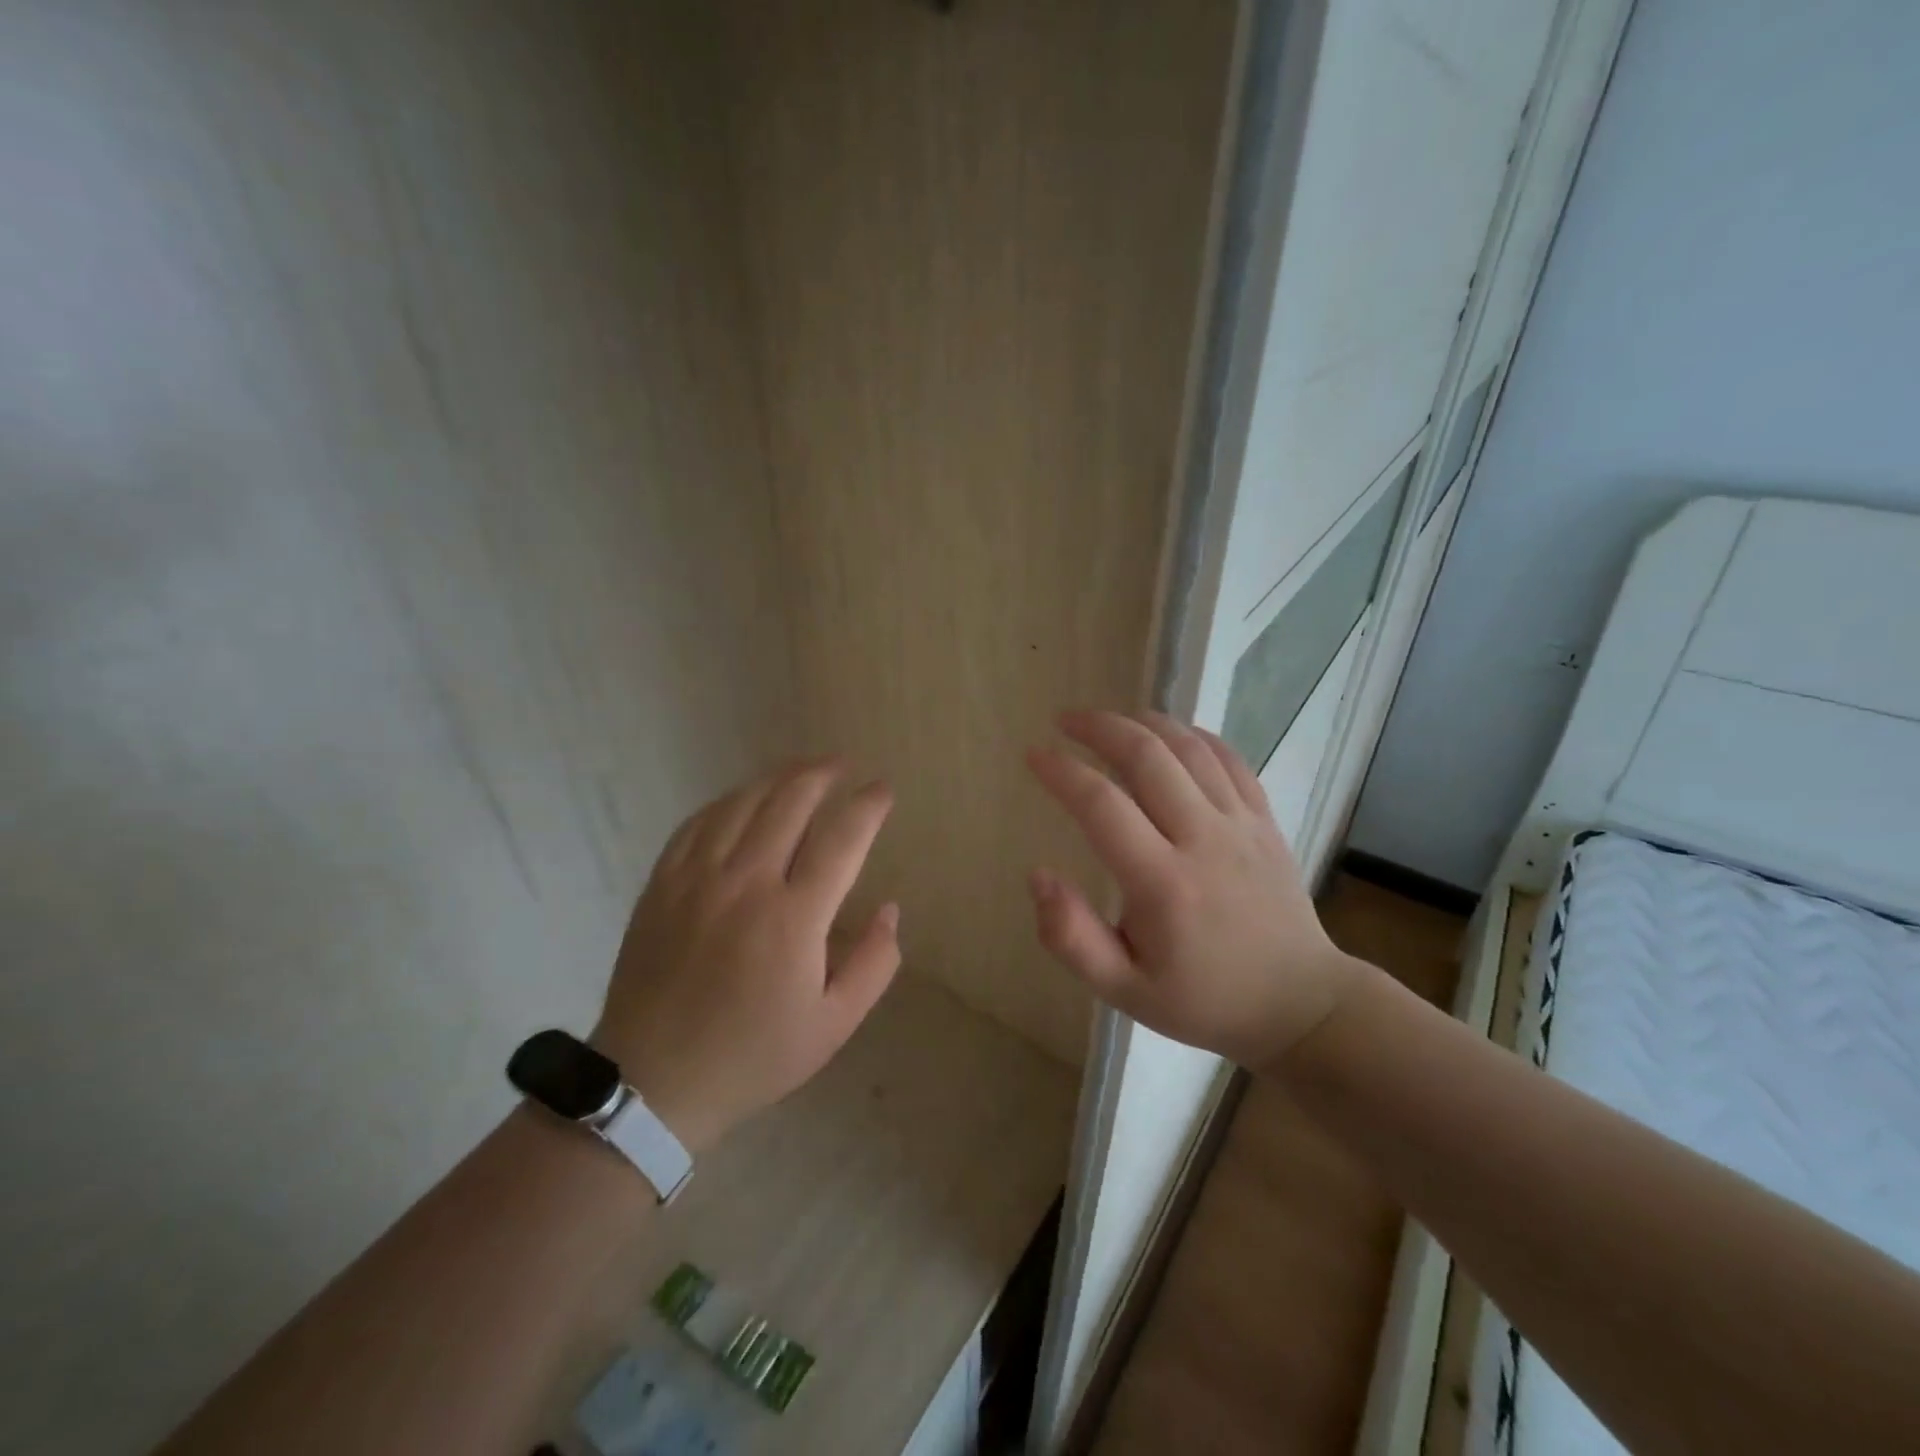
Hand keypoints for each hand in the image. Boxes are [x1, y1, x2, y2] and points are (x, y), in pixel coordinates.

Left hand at [592, 758, 900, 1151]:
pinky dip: (728, 801)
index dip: (867, 806)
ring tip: (801, 769)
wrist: (653, 1081)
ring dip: (777, 778)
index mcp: (793, 918)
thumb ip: (874, 964)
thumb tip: (890, 910)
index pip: (841, 840)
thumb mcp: (833, 1025)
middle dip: (822, 775)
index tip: (882, 790)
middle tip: (842, 766)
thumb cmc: (753, 1055)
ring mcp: (697, 879)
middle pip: (789, 803)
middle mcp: (745, 884)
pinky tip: (742, 799)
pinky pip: (698, 823)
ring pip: (742, 803)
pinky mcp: (662, 884)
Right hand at [1025, 710, 1355, 1067]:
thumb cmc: (1203, 1000)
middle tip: (1064, 720)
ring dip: (1143, 722)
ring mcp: (1241, 825)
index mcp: (1162, 884)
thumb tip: (1038, 876)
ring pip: (1189, 749)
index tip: (1034, 756)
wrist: (1299, 1004)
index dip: (1062, 772)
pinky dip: (1195, 735)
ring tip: (1108, 718)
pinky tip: (1169, 732)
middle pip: (1147, 758)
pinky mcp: (1265, 820)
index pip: (1102, 805)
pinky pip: (1230, 760)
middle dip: (1099, 728)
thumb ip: (1071, 938)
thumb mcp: (1124, 990)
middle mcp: (1203, 840)